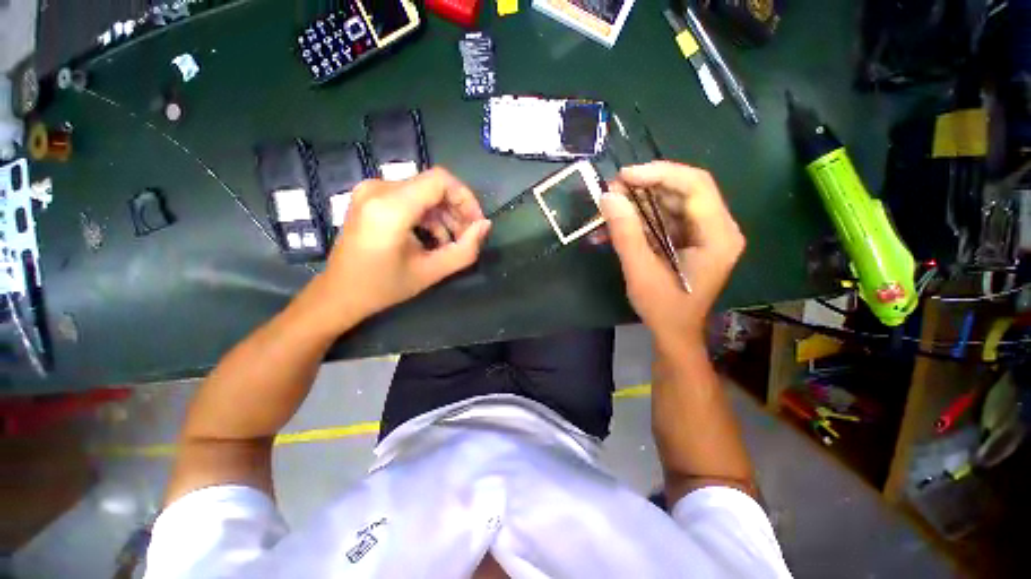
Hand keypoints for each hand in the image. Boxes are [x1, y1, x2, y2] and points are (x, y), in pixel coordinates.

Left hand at [314, 168, 490, 325]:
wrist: (339, 294)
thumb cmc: (384, 287)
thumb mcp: (431, 272)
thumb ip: (464, 250)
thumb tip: (485, 226)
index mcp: (391, 207)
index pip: (440, 180)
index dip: (465, 198)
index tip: (476, 223)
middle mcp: (378, 189)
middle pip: (433, 185)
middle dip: (457, 209)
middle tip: (468, 236)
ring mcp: (371, 191)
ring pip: (423, 191)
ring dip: (444, 214)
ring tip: (452, 241)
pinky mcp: (370, 197)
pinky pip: (410, 197)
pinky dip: (428, 215)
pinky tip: (433, 237)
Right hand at [600, 161, 744, 345]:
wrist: (674, 333)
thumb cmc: (663, 308)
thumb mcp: (640, 271)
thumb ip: (625, 233)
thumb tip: (608, 197)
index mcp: (718, 235)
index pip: (695, 185)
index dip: (659, 173)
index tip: (624, 176)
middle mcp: (718, 228)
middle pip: (684, 189)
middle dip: (646, 186)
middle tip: (613, 190)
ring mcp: (704, 233)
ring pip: (672, 201)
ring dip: (640, 201)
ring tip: (611, 204)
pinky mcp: (689, 239)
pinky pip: (665, 217)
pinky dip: (641, 216)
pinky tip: (618, 222)